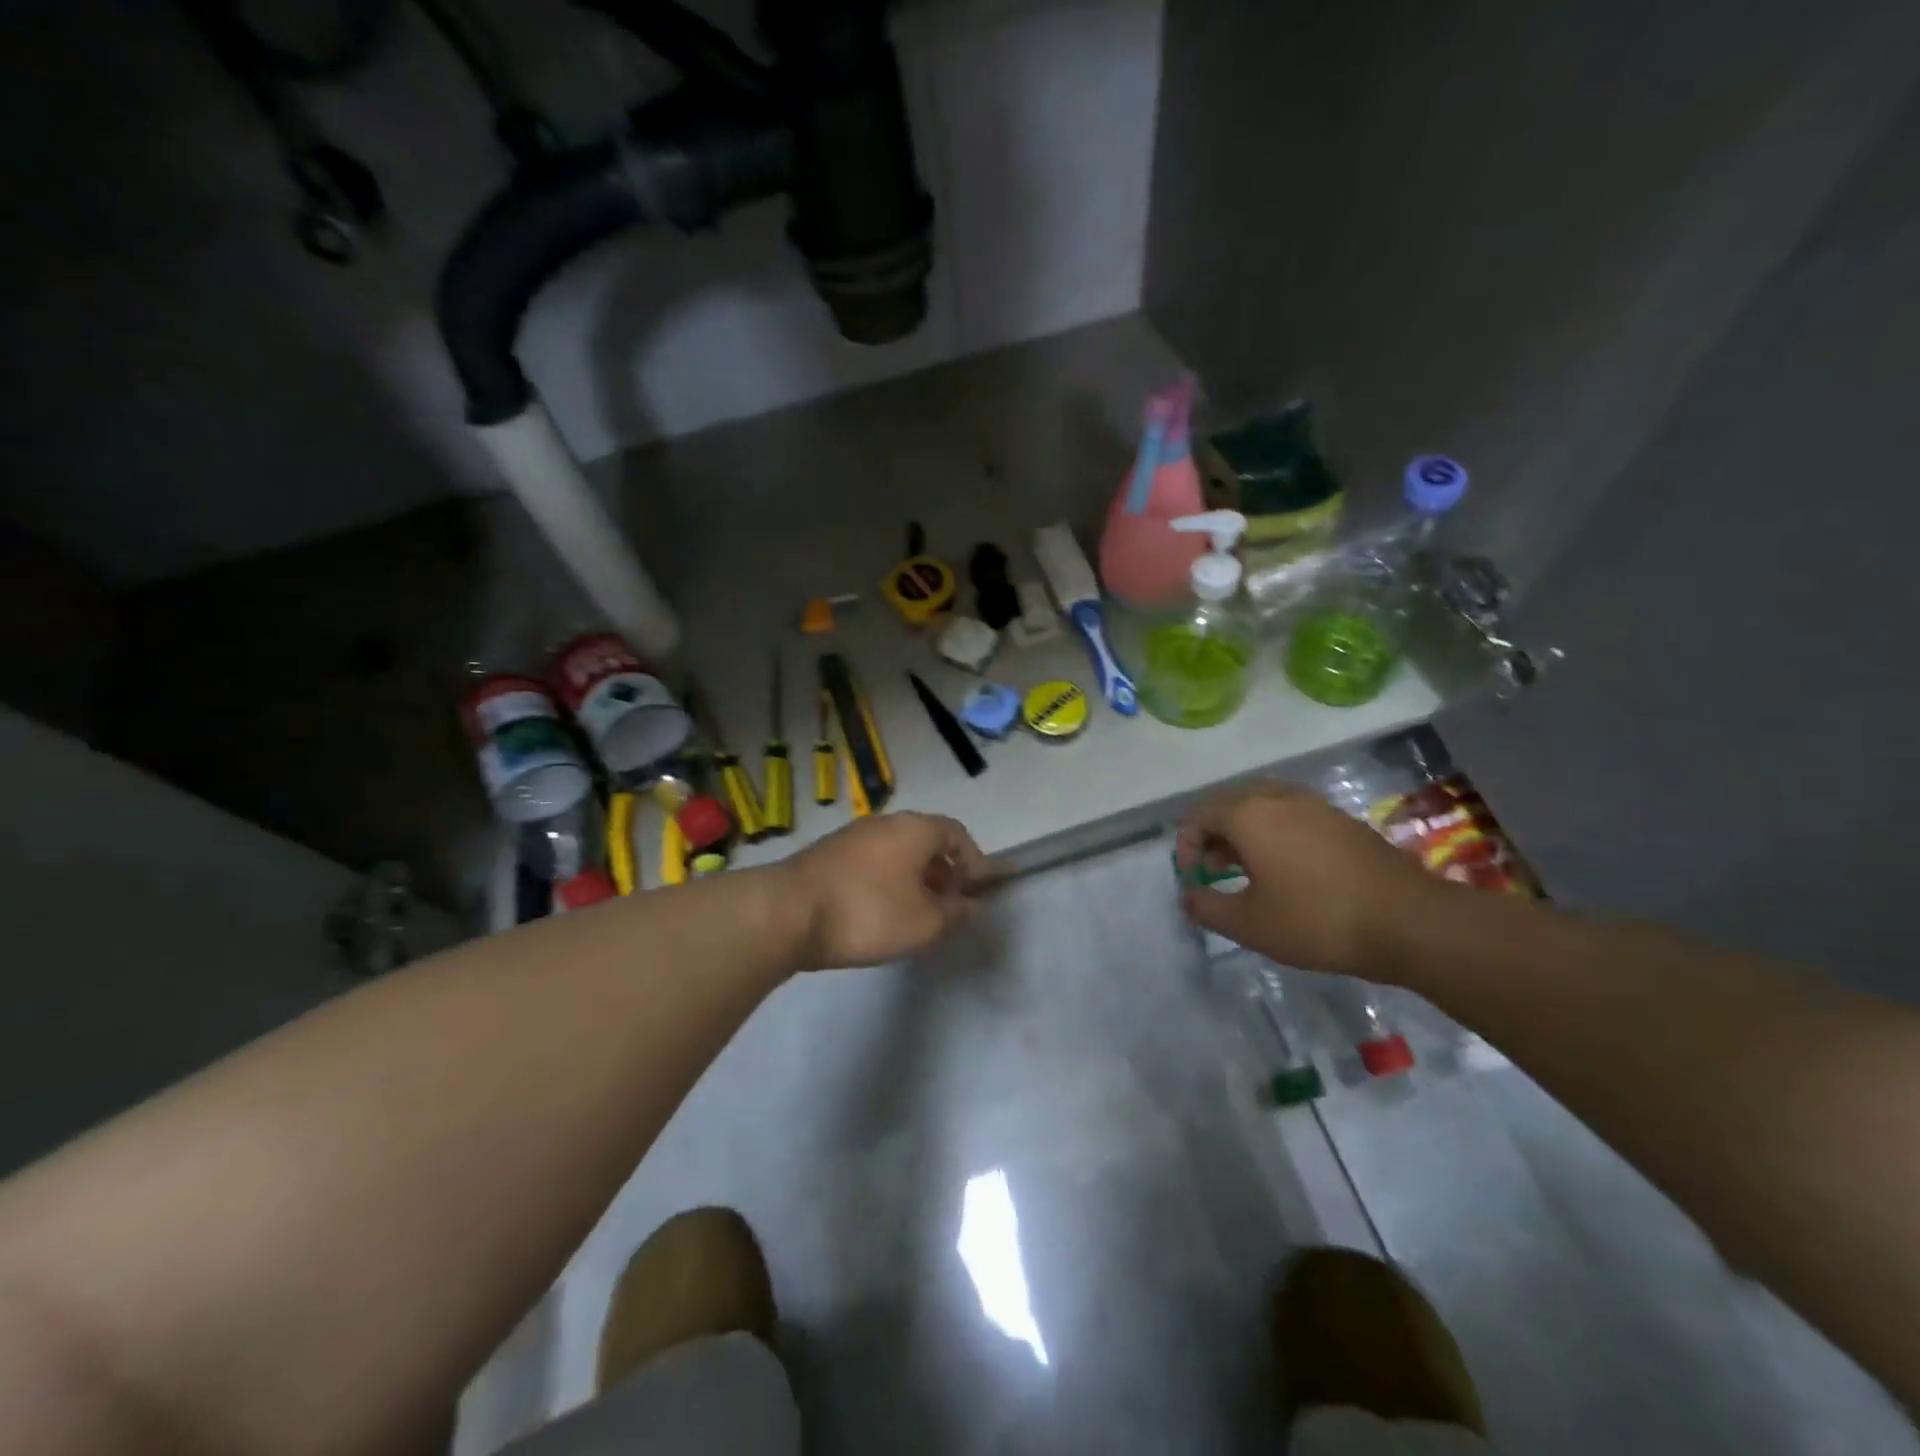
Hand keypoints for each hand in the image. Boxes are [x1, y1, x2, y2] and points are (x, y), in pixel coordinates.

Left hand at [781, 813, 989, 970]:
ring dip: (914, 878)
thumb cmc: (868, 912)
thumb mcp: (925, 924)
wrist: (787, 912)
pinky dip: (887, 881)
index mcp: (915, 828)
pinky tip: (880, 912)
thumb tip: (969, 906)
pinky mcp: (827, 855)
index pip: (957, 834)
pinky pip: (872, 862)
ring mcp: (852, 836)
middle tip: (950, 904)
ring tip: (916, 913)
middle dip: (944, 871)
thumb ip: (955, 914)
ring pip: (896, 852)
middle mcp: (885, 823)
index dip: (974, 861)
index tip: (978, 891)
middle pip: (926, 841)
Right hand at [1174, 782, 1446, 978]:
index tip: (1192, 878)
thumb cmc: (1317, 920)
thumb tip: (1188, 896)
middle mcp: (1279, 797)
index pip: (1199, 814)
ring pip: (1262, 804)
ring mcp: (1316, 804)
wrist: (1410, 922)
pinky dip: (1274, 831)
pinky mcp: (1342, 819)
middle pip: (1229, 802)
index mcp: (1250, 814)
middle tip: (1212, 868)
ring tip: (1245, 868)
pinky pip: (1291, 813)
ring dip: (1243, 831)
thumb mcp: (1250, 925)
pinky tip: (1285, 868)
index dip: (1185, 845)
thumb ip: (1207, 907)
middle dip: (1212, 833)